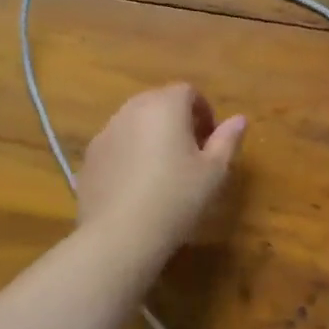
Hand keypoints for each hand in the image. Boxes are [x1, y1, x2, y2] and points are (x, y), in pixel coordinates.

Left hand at [77, 84, 245, 255]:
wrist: (119, 235)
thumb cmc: (176, 198)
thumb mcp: (214, 172)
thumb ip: (227, 140)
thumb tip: (239, 119)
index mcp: (165, 106)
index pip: (188, 92)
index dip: (204, 111)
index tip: (211, 140)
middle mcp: (132, 110)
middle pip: (159, 102)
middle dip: (177, 120)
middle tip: (191, 154)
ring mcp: (106, 132)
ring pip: (135, 123)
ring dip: (152, 136)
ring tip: (163, 171)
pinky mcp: (89, 158)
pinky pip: (117, 145)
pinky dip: (130, 154)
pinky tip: (137, 187)